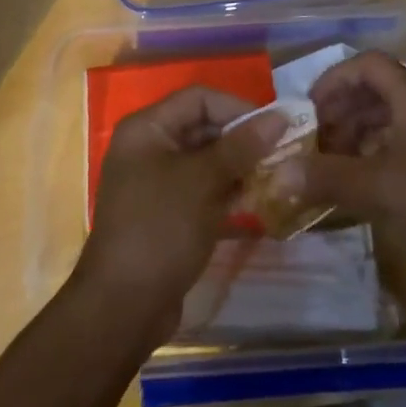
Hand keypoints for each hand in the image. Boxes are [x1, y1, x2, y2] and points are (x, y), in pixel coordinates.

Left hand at [73, 87, 284, 343]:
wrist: (123, 307)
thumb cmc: (160, 229)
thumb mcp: (202, 182)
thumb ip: (240, 147)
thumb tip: (279, 117)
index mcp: (147, 129)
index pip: (199, 98)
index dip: (237, 107)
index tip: (274, 127)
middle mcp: (149, 147)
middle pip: (203, 127)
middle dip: (242, 138)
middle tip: (282, 153)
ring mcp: (157, 182)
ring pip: (206, 160)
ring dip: (240, 166)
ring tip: (277, 176)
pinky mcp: (168, 212)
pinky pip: (203, 188)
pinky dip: (228, 191)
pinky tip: (258, 201)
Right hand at [287, 50, 405, 296]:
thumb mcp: (381, 186)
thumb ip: (329, 177)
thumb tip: (280, 173)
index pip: (368, 65)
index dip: (335, 78)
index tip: (309, 108)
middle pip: (374, 92)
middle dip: (339, 112)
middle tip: (314, 141)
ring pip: (385, 123)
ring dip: (353, 137)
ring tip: (328, 165)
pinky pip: (396, 151)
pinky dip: (370, 160)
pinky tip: (355, 188)